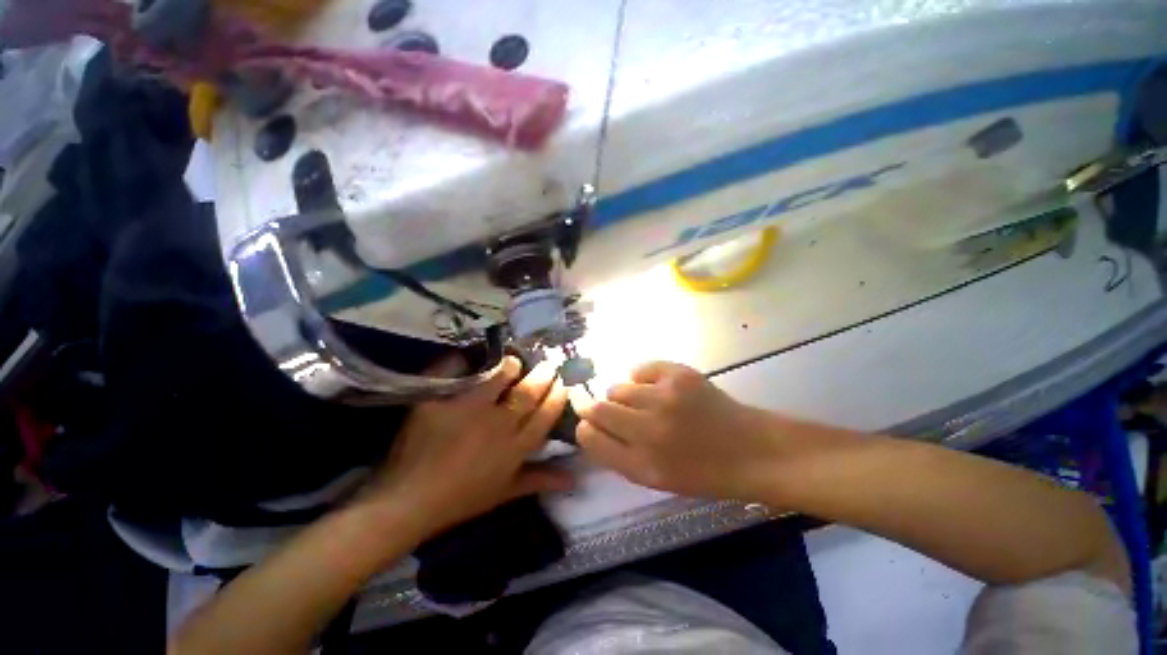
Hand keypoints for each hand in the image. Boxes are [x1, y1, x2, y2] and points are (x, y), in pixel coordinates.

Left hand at [364, 356, 572, 539]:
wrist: (409, 501)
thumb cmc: (462, 499)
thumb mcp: (505, 492)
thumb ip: (540, 480)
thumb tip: (575, 480)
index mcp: (515, 447)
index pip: (546, 414)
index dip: (557, 396)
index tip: (563, 382)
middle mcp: (497, 425)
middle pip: (528, 392)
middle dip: (543, 375)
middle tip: (549, 362)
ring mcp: (468, 411)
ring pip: (498, 378)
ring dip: (510, 366)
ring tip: (514, 360)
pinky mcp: (440, 402)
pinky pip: (456, 374)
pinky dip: (463, 362)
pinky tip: (472, 356)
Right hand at [571, 361, 778, 499]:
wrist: (749, 449)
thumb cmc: (701, 471)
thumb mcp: (654, 478)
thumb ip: (618, 454)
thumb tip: (590, 426)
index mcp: (641, 464)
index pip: (590, 436)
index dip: (586, 428)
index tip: (590, 425)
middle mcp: (648, 430)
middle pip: (597, 408)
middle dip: (599, 410)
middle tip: (618, 414)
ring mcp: (664, 397)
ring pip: (617, 387)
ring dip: (624, 396)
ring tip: (644, 403)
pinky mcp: (679, 374)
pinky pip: (639, 369)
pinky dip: (642, 379)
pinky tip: (658, 389)